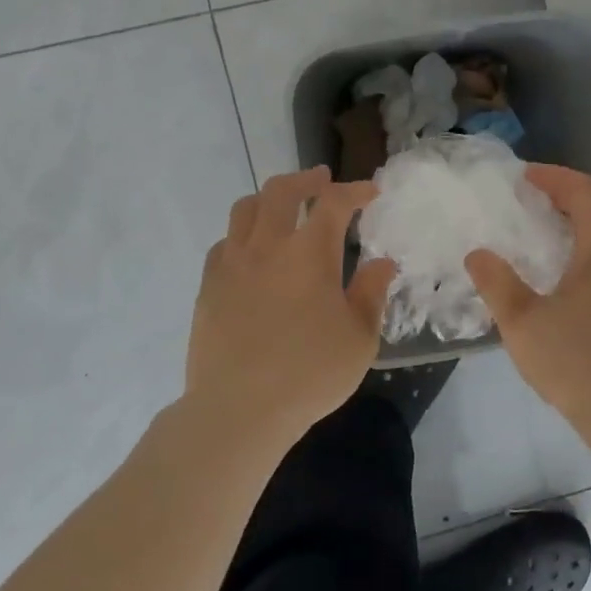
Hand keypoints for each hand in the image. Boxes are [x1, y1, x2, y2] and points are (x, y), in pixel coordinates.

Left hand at [184, 167, 395, 452]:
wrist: (239, 410)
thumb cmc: (310, 374)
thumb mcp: (360, 338)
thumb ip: (371, 293)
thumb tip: (382, 263)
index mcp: (310, 253)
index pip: (334, 203)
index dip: (355, 191)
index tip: (369, 192)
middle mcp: (268, 246)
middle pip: (281, 191)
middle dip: (306, 180)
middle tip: (321, 180)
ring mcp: (232, 264)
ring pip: (245, 209)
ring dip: (269, 199)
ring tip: (282, 207)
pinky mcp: (208, 287)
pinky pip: (224, 243)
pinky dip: (243, 234)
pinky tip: (251, 251)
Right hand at [465, 165, 590, 433]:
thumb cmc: (576, 361)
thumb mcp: (523, 321)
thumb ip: (497, 283)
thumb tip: (478, 253)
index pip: (588, 194)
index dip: (558, 178)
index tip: (525, 175)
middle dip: (572, 190)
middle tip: (536, 191)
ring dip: (582, 215)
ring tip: (544, 221)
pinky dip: (587, 240)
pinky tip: (561, 264)